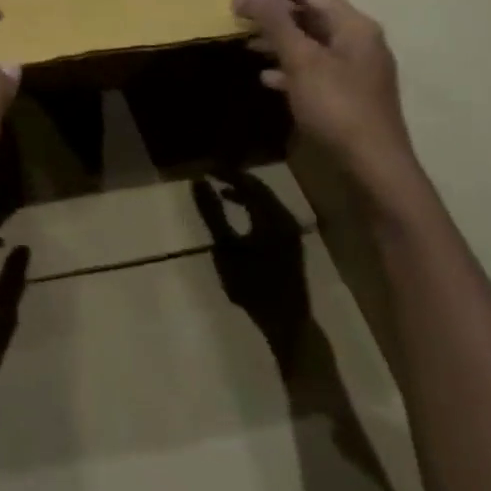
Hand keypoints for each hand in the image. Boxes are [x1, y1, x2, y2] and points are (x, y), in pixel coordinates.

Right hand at [193, 174, 310, 363]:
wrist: (286, 322)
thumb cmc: (253, 286)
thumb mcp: (226, 249)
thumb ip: (213, 214)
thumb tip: (199, 183)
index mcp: (272, 216)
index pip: (248, 182)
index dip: (226, 172)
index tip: (205, 168)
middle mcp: (286, 217)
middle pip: (260, 188)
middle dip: (236, 180)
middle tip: (213, 175)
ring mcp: (291, 230)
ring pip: (266, 201)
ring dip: (245, 193)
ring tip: (223, 192)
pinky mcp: (291, 242)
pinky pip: (270, 213)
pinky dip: (254, 208)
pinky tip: (241, 215)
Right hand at [232, 0, 419, 197]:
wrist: (374, 168)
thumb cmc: (337, 108)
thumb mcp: (301, 60)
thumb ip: (277, 19)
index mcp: (353, 25)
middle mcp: (358, 40)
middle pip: (310, 13)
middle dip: (273, 10)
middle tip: (236, 10)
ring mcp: (355, 68)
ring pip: (311, 41)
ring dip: (278, 37)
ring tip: (245, 40)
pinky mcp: (349, 94)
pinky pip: (315, 68)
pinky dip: (289, 66)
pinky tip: (266, 77)